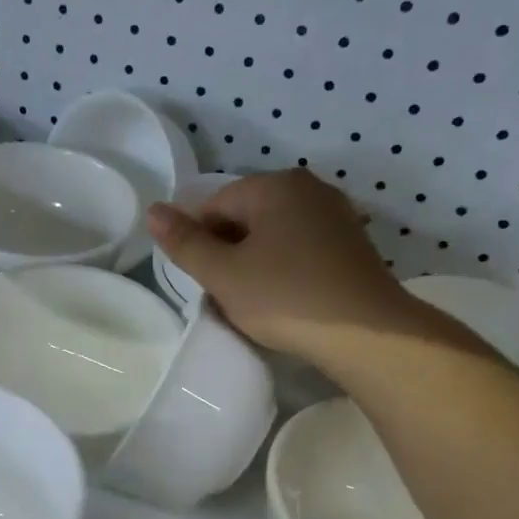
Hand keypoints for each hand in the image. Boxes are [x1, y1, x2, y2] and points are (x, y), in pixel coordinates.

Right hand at [147, 170, 417, 366]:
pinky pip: (301, 250)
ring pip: (274, 236)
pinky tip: (283, 301)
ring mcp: (336, 216)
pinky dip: (283, 270)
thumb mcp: (223, 274)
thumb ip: (184, 243)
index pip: (215, 205)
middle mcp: (309, 189)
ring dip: (254, 264)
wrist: (366, 333)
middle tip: (223, 295)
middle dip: (227, 252)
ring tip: (251, 302)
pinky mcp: (352, 246)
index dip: (198, 243)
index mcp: (275, 185)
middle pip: (246, 217)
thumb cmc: (285, 297)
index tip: (200, 281)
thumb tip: (153, 210)